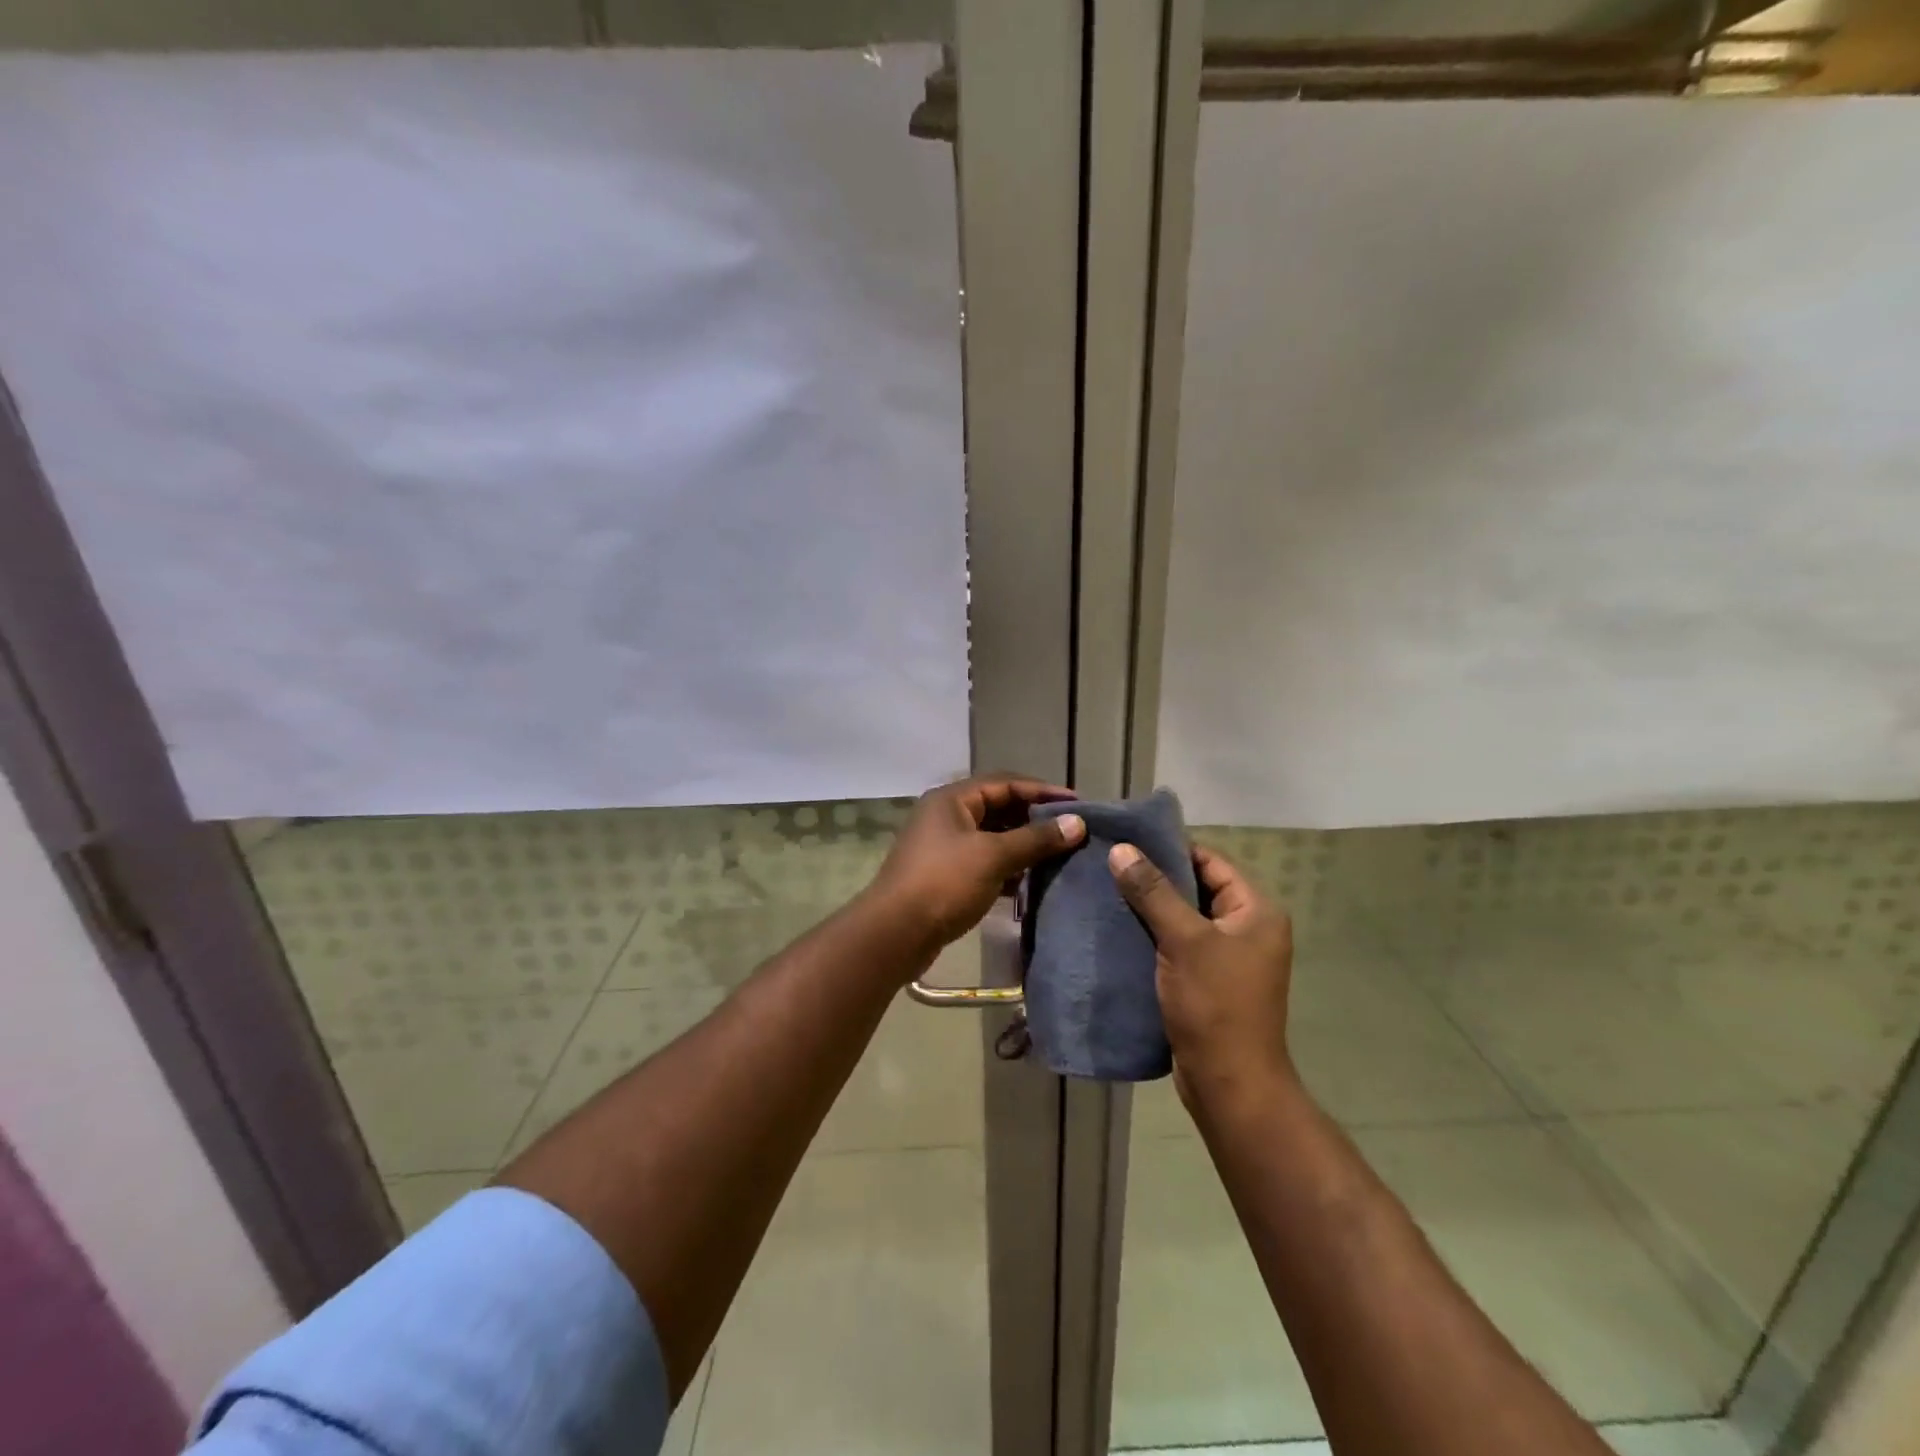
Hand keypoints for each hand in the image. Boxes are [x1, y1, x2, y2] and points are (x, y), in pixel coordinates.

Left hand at [867, 774, 1085, 951]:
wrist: (895, 933)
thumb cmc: (944, 883)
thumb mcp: (993, 856)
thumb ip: (1036, 839)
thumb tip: (1077, 823)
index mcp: (952, 799)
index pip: (1005, 783)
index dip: (1042, 791)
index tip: (1077, 804)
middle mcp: (946, 816)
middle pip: (998, 808)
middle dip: (1034, 818)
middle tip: (1070, 830)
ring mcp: (943, 846)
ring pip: (992, 837)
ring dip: (1022, 844)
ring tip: (1057, 855)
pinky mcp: (945, 875)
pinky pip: (984, 861)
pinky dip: (1007, 867)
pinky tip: (1031, 881)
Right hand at [1108, 842, 1295, 1116]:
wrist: (1228, 1084)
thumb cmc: (1215, 1004)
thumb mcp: (1184, 940)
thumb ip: (1153, 892)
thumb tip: (1121, 849)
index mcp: (1256, 911)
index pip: (1210, 862)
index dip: (1170, 849)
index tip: (1126, 841)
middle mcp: (1248, 929)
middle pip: (1196, 888)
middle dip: (1154, 879)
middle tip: (1109, 864)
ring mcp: (1228, 957)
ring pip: (1183, 918)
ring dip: (1149, 908)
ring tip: (1106, 891)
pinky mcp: (1208, 981)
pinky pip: (1178, 945)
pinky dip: (1152, 936)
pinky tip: (1118, 928)